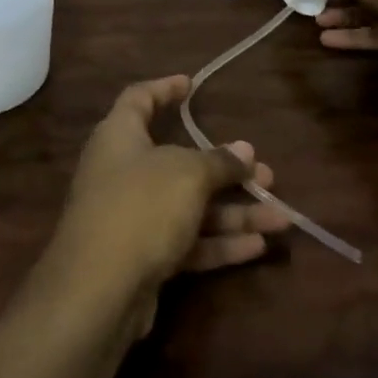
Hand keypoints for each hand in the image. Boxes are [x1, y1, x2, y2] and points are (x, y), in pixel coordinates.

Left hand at [44, 76, 288, 333]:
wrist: (97, 292)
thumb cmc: (140, 207)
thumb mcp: (187, 174)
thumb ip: (218, 161)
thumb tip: (244, 150)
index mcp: (120, 136)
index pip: (139, 99)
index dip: (165, 89)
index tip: (192, 85)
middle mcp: (122, 172)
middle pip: (178, 161)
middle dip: (224, 168)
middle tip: (263, 171)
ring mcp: (131, 218)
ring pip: (189, 206)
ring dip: (233, 211)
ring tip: (280, 216)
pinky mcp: (141, 258)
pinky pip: (186, 241)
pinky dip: (219, 242)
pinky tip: (258, 246)